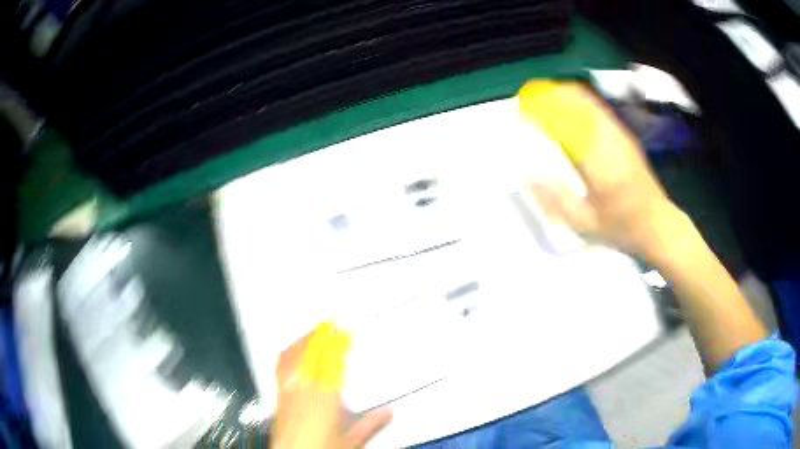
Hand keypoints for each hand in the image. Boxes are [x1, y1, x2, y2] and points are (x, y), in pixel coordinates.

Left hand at [271, 323, 391, 448]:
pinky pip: (280, 368)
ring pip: (295, 359)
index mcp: (326, 402)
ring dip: (304, 341)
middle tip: (331, 323)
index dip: (338, 346)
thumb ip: (370, 424)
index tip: (345, 333)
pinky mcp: (278, 396)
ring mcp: (288, 392)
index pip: (333, 366)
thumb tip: (387, 412)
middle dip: (322, 337)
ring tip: (313, 331)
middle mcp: (304, 393)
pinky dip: (287, 354)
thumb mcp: (350, 441)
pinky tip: (289, 349)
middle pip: (312, 357)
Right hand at [520, 80, 686, 260]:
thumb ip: (553, 198)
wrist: (658, 224)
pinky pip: (597, 107)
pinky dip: (578, 101)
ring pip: (587, 99)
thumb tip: (525, 175)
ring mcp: (620, 133)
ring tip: (542, 101)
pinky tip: (567, 109)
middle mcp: (610, 138)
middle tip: (527, 102)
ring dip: (562, 95)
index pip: (565, 119)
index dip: (540, 107)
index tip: (520, 107)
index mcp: (599, 160)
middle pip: (576, 99)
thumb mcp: (583, 223)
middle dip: (549, 95)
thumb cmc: (621, 227)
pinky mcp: (625, 134)